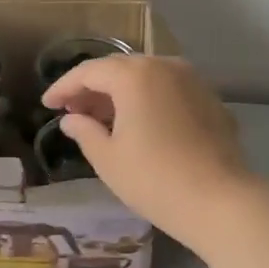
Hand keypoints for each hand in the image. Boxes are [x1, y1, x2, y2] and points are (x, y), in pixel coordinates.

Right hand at [40, 55, 251, 245]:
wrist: (221, 200)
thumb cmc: (155, 180)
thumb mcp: (108, 159)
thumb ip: (85, 132)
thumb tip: (71, 119)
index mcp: (135, 75)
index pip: (89, 72)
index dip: (64, 87)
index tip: (47, 104)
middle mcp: (165, 66)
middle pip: (120, 68)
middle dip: (93, 88)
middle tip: (73, 111)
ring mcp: (193, 81)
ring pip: (147, 77)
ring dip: (122, 93)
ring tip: (104, 119)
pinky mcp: (211, 100)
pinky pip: (170, 90)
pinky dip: (149, 100)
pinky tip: (141, 124)